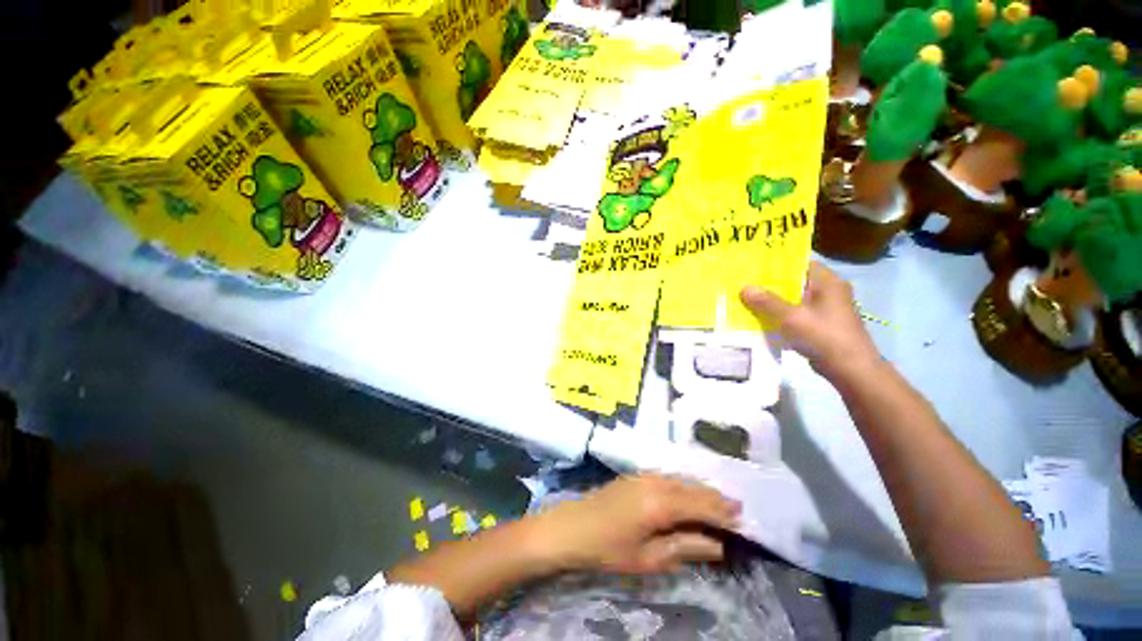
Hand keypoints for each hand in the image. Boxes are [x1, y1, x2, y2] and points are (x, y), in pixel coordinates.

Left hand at [531, 474, 740, 574]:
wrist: (572, 527)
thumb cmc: (610, 549)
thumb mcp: (650, 557)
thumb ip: (685, 547)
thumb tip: (717, 545)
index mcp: (661, 503)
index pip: (701, 505)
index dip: (723, 513)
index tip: (744, 520)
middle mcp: (656, 482)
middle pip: (693, 487)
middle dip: (716, 498)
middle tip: (738, 509)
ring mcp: (644, 475)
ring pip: (681, 479)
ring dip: (701, 490)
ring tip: (719, 502)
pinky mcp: (636, 475)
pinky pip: (669, 476)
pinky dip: (684, 485)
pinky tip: (689, 493)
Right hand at [741, 261, 879, 381]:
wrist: (850, 369)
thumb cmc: (824, 336)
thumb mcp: (791, 317)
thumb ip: (767, 302)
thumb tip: (744, 288)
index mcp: (827, 282)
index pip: (801, 263)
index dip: (778, 263)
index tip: (754, 265)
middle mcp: (828, 292)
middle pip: (794, 282)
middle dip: (770, 284)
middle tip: (744, 282)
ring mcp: (824, 309)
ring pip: (793, 299)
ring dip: (772, 301)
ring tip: (746, 299)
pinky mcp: (820, 325)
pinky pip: (795, 314)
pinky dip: (779, 315)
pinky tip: (760, 318)